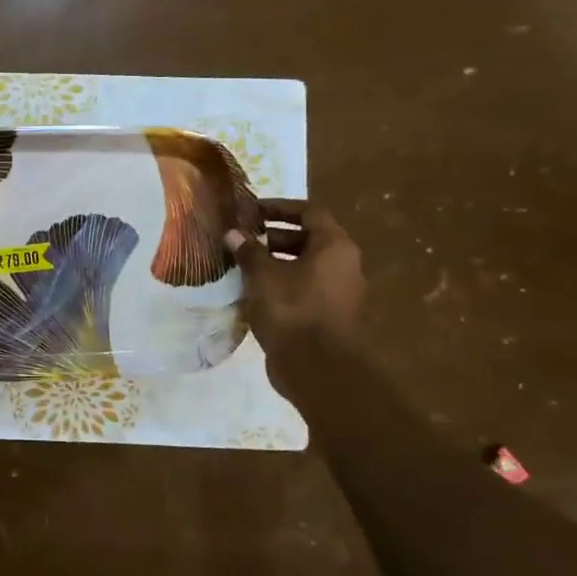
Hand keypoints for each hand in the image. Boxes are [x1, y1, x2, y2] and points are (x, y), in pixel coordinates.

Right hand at [228, 200, 365, 375]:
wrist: (317, 368)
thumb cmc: (292, 310)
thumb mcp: (262, 276)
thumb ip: (248, 251)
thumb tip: (232, 233)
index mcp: (334, 247)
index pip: (309, 212)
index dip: (279, 207)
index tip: (251, 211)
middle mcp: (343, 265)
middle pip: (308, 239)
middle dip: (272, 236)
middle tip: (242, 239)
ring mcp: (338, 292)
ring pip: (304, 266)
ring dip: (274, 262)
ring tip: (242, 266)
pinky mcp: (328, 316)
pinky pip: (303, 289)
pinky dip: (280, 285)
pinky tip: (253, 293)